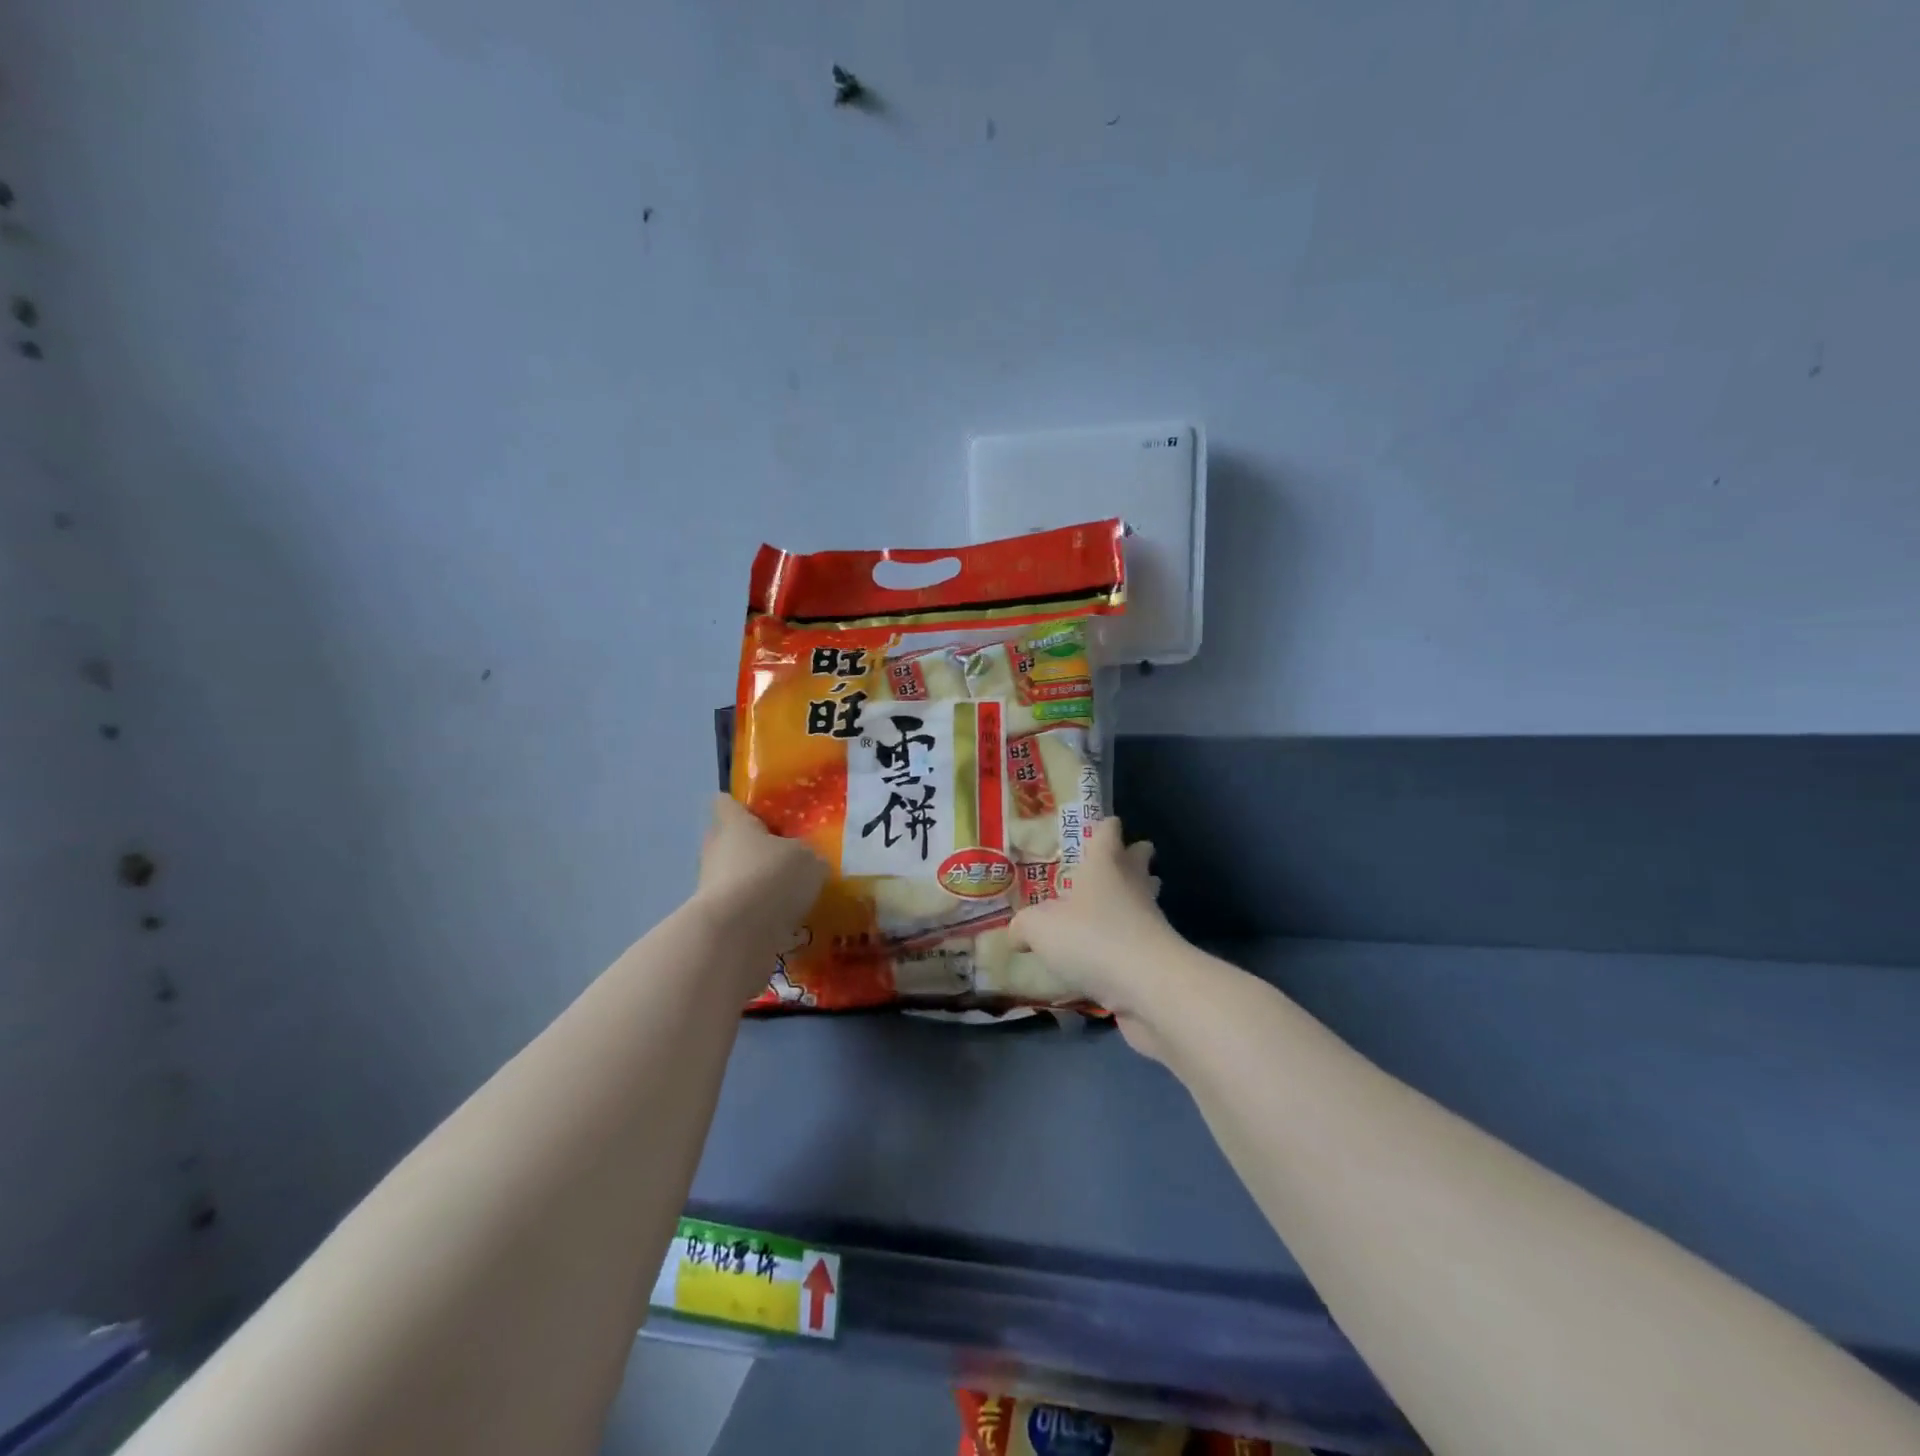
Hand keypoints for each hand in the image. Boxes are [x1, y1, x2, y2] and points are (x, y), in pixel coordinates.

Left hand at [694, 795, 827, 958]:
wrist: (735, 936)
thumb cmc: (770, 877)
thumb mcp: (809, 859)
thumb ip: (809, 856)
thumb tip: (808, 862)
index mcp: (734, 824)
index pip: (728, 803)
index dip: (744, 806)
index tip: (766, 814)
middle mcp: (716, 851)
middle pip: (732, 842)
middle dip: (756, 850)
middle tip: (789, 858)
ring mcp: (711, 888)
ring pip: (737, 878)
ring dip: (760, 885)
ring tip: (795, 896)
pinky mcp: (717, 921)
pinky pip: (743, 911)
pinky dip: (762, 916)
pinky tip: (789, 924)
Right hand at [1010, 817, 1183, 1049]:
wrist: (1149, 986)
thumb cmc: (1091, 938)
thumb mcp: (1039, 928)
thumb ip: (1023, 926)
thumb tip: (1018, 934)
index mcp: (1104, 864)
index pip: (1107, 832)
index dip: (1103, 827)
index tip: (1099, 827)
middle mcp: (1131, 884)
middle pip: (1138, 860)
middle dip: (1130, 858)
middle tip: (1112, 864)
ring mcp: (1149, 919)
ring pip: (1144, 898)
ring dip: (1132, 899)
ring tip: (1107, 910)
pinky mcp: (1157, 954)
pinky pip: (1139, 938)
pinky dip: (1126, 941)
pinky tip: (1105, 956)